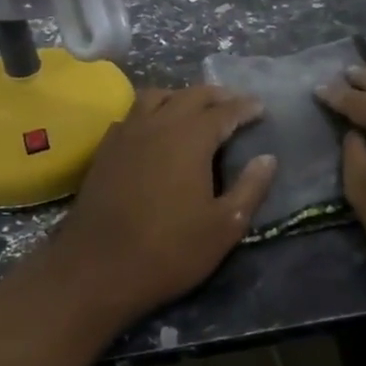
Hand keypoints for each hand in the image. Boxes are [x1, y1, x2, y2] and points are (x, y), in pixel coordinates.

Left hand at [40, 86, 275, 319]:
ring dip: (180, 97)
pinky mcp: (105, 151)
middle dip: (217, 96)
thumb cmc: (170, 250)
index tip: (261, 108)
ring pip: (156, 97)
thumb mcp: (224, 226)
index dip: (246, 107)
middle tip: (234, 104)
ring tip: (194, 109)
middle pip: (191, 95)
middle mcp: (158, 124)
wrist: (97, 269)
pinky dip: (151, 113)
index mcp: (191, 138)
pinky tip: (155, 131)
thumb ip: (250, 188)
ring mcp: (126, 134)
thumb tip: (268, 159)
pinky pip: (132, 115)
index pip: (225, 111)